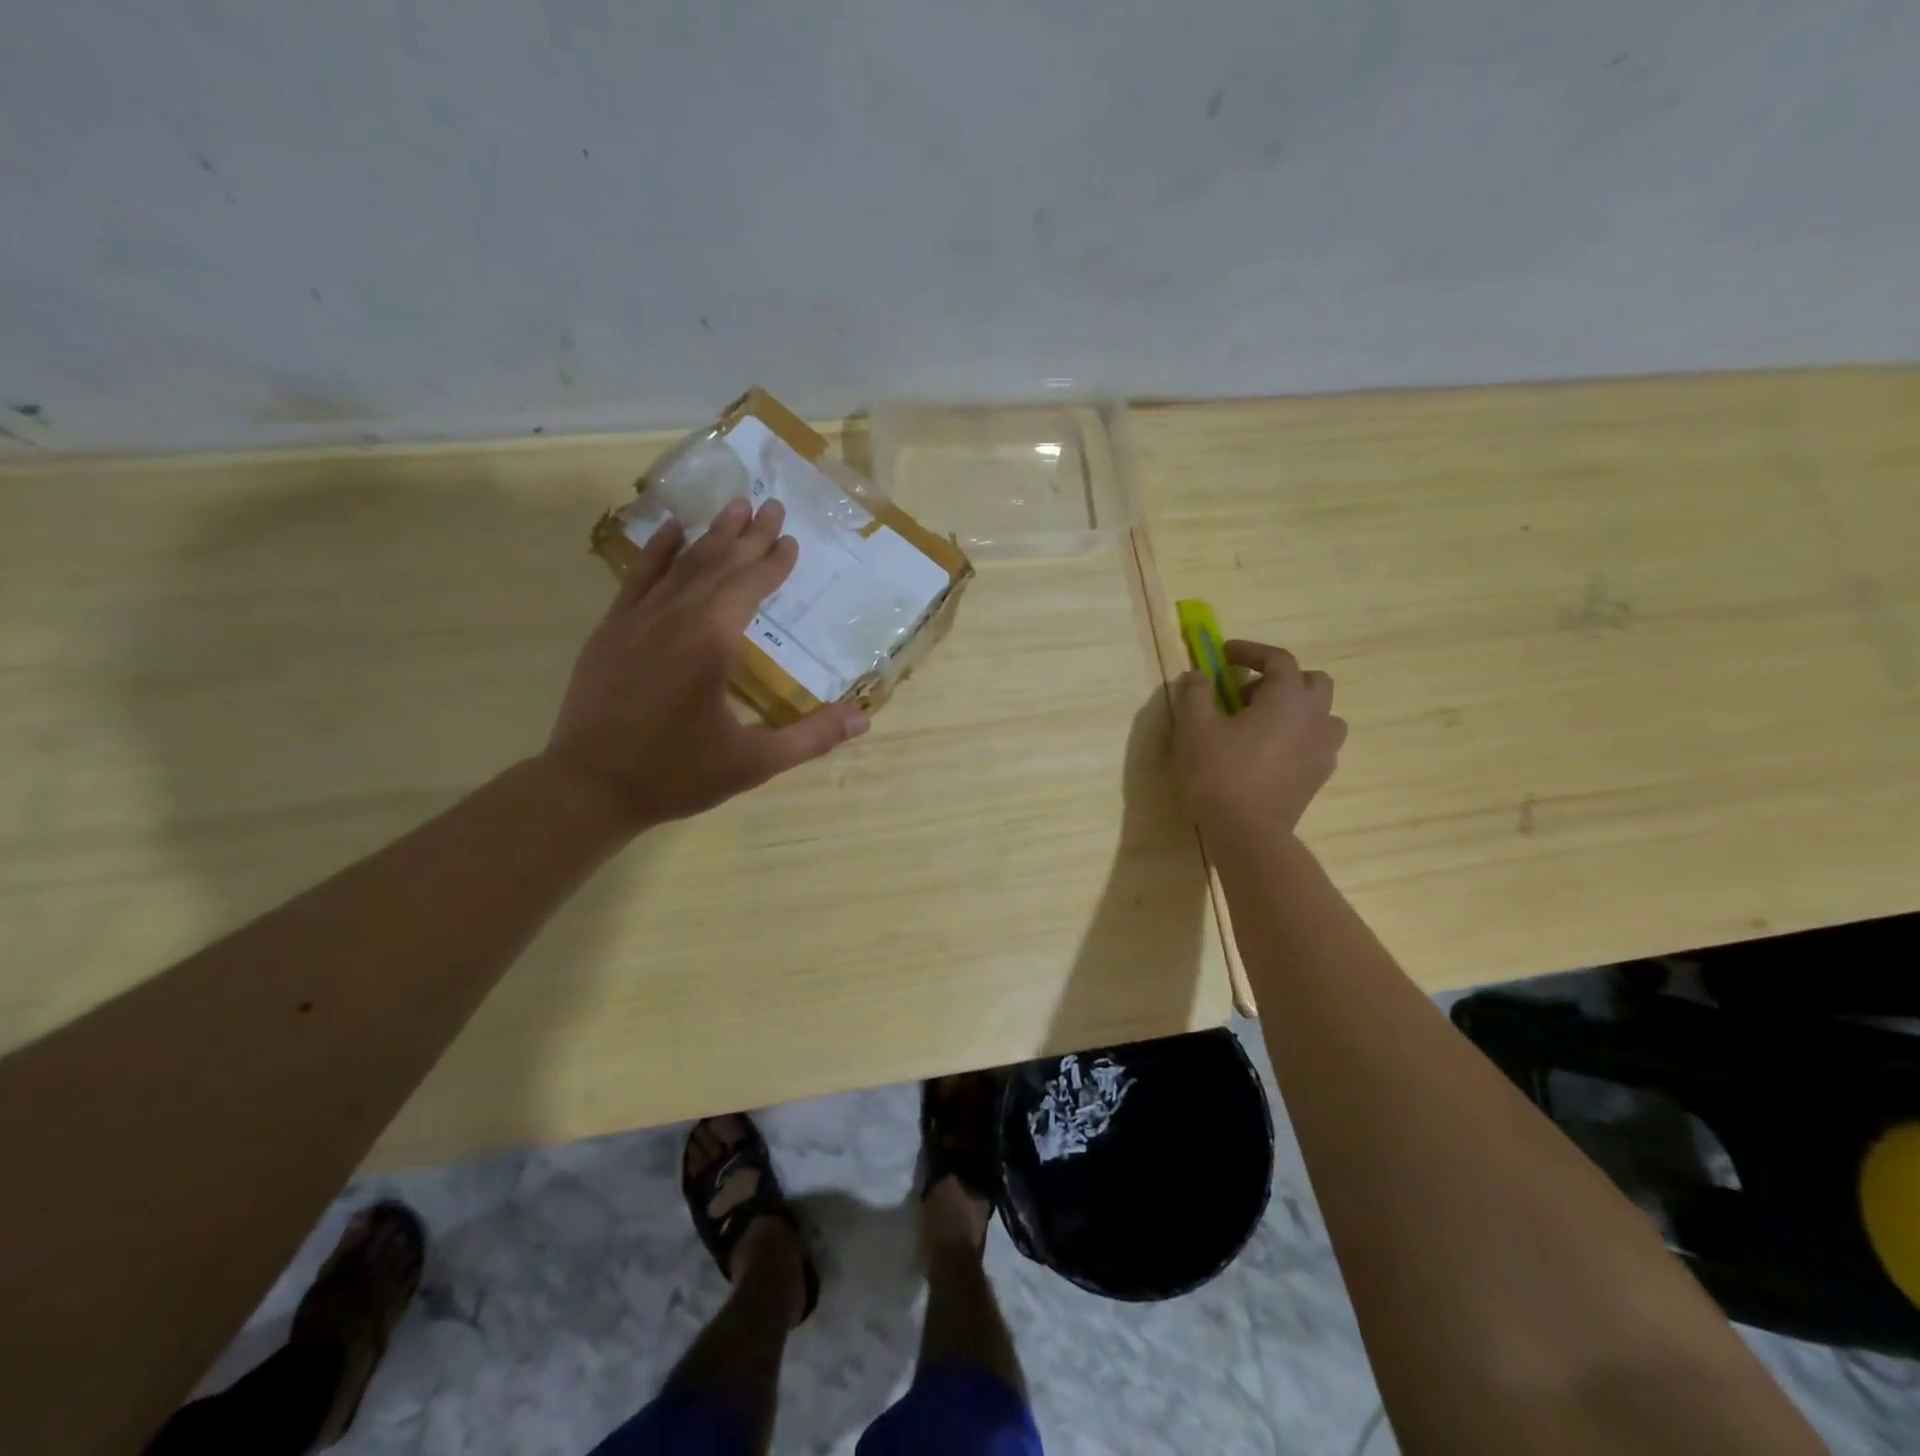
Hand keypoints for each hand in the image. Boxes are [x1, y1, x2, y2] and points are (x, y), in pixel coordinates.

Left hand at [543, 496, 869, 827]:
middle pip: (719, 564)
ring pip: (681, 564)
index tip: (790, 538)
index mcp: (712, 642)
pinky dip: (658, 551)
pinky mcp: (611, 630)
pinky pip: (638, 578)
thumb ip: (811, 737)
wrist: (590, 788)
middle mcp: (675, 618)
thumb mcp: (754, 763)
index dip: (772, 562)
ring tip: (734, 505)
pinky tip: (672, 530)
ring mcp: (637, 620)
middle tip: (771, 503)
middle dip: (748, 534)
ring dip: (711, 534)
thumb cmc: (677, 775)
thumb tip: (863, 720)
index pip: (749, 586)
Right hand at [1173, 640, 1346, 841]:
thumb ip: (1195, 692)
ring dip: (1297, 708)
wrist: (1247, 832)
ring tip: (1263, 723)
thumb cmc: (1219, 773)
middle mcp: (1315, 716)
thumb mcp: (1194, 727)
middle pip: (1312, 681)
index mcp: (1288, 697)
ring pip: (1322, 714)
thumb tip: (1198, 675)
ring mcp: (1323, 748)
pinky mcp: (1319, 776)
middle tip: (1246, 692)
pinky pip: (1318, 743)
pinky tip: (1271, 752)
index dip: (1251, 651)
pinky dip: (1299, 736)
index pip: (1278, 658)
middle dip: (1281, 678)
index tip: (1224, 654)